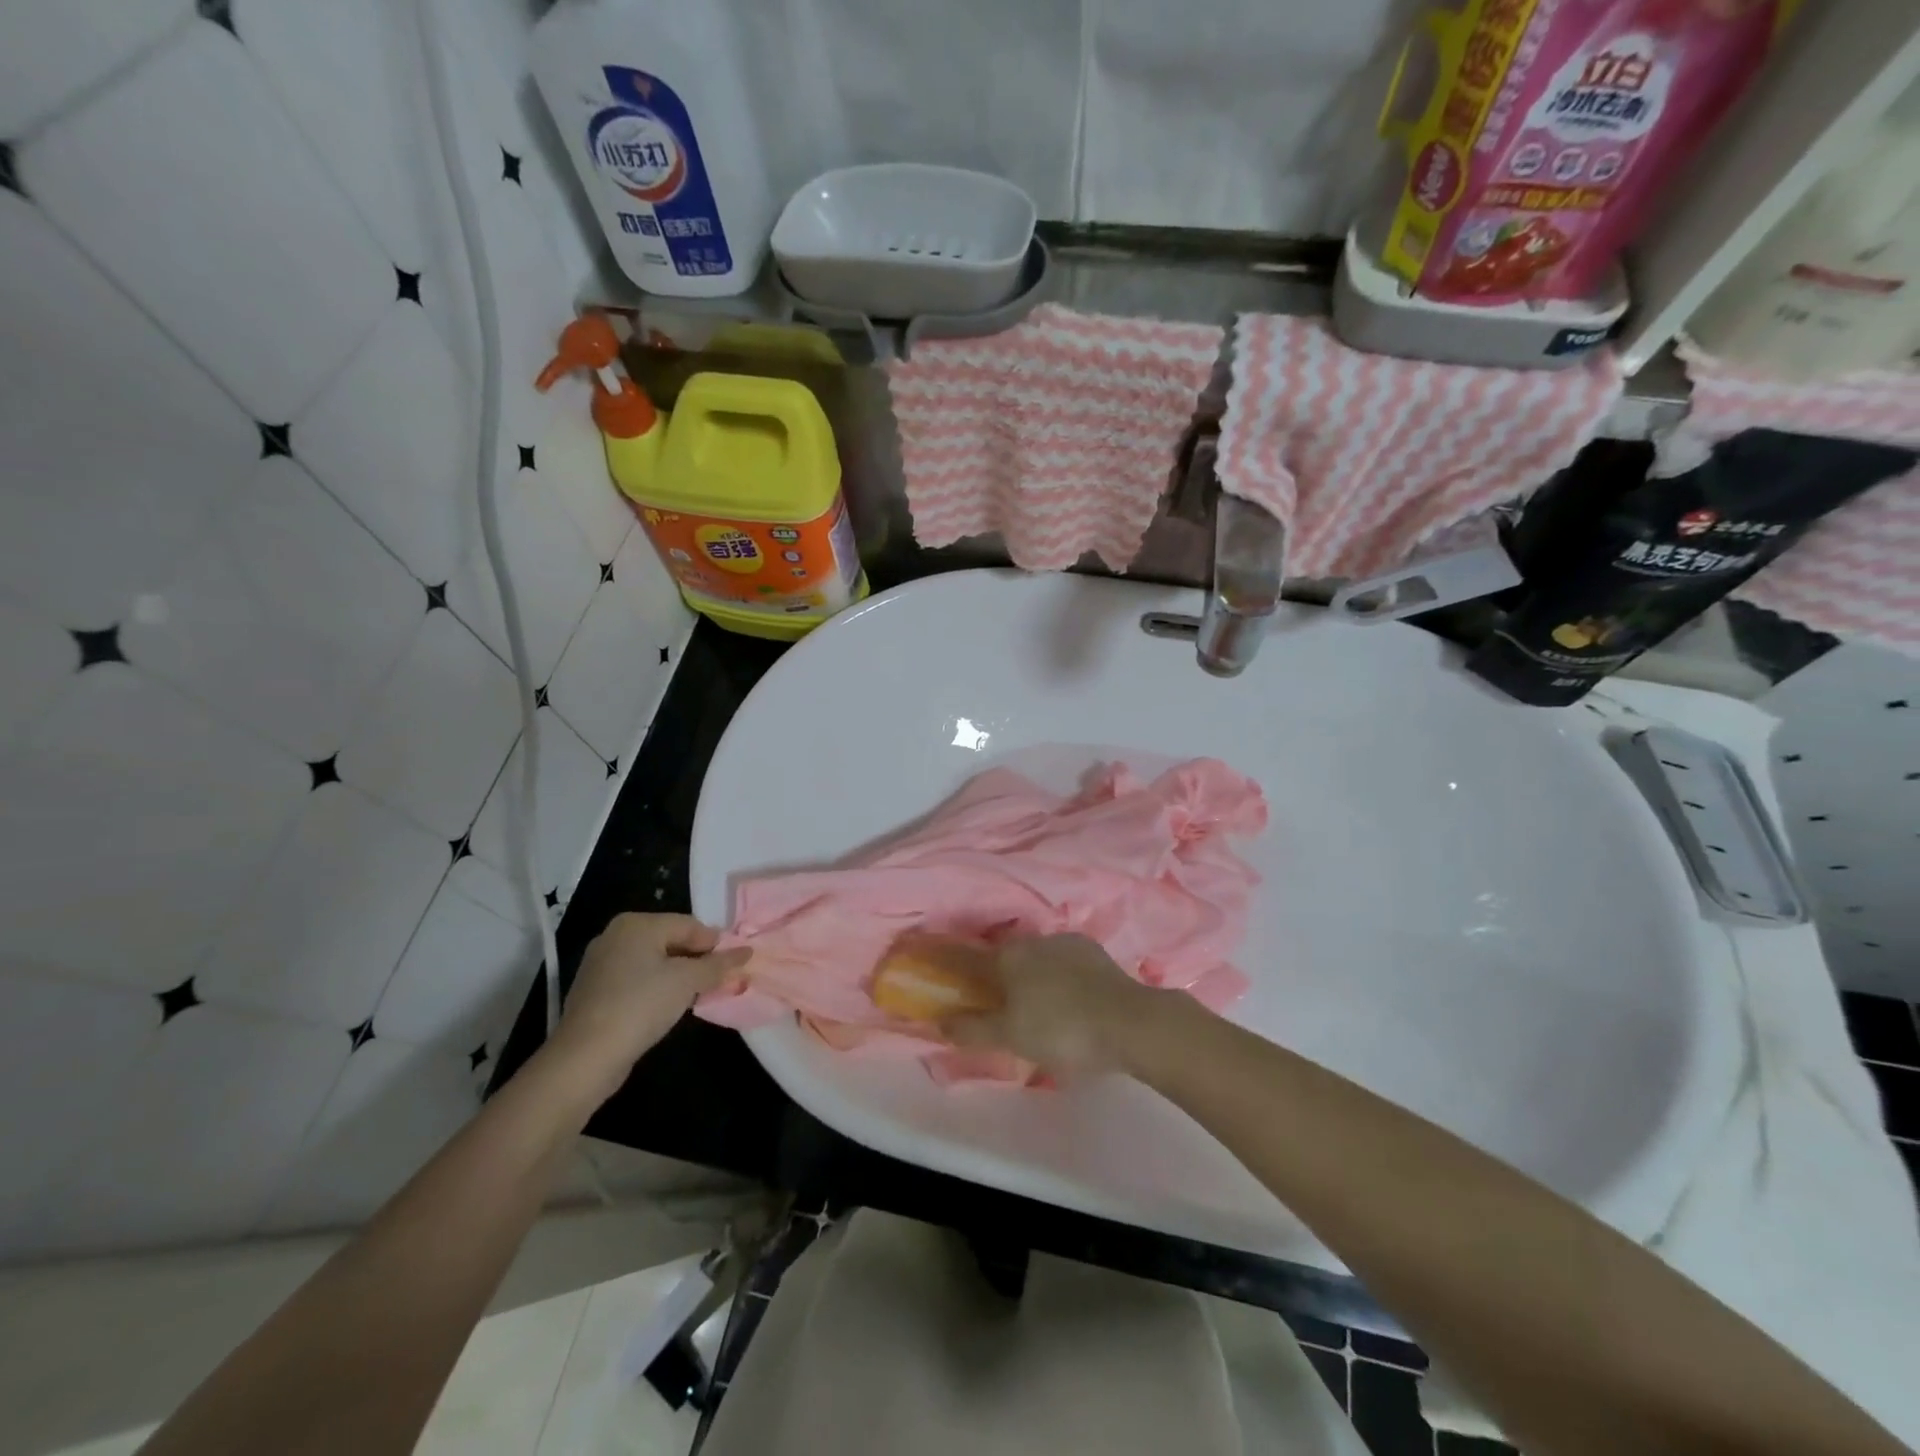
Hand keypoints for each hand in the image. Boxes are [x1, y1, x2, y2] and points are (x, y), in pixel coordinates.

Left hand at [549, 914, 748, 1095]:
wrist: (585, 1056)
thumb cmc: (641, 1005)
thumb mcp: (688, 981)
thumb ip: (718, 965)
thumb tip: (747, 952)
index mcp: (637, 924)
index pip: (689, 925)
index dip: (715, 944)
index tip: (734, 966)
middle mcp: (616, 935)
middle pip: (671, 941)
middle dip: (697, 960)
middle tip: (718, 981)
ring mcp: (601, 963)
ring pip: (654, 962)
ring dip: (678, 976)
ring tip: (697, 995)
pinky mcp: (595, 990)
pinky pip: (636, 980)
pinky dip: (656, 988)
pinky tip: (667, 1007)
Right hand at [941, 933, 1166, 1078]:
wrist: (1129, 1022)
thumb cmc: (1061, 1030)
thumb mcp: (1010, 1037)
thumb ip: (972, 1029)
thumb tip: (939, 1022)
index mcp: (1008, 956)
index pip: (970, 957)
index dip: (957, 967)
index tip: (950, 977)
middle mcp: (1034, 940)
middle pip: (1006, 957)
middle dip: (999, 976)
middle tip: (1000, 1006)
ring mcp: (1068, 942)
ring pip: (1038, 958)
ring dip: (1032, 976)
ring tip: (1037, 1006)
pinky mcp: (1096, 953)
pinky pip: (1065, 963)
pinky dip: (1060, 978)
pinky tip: (1068, 999)